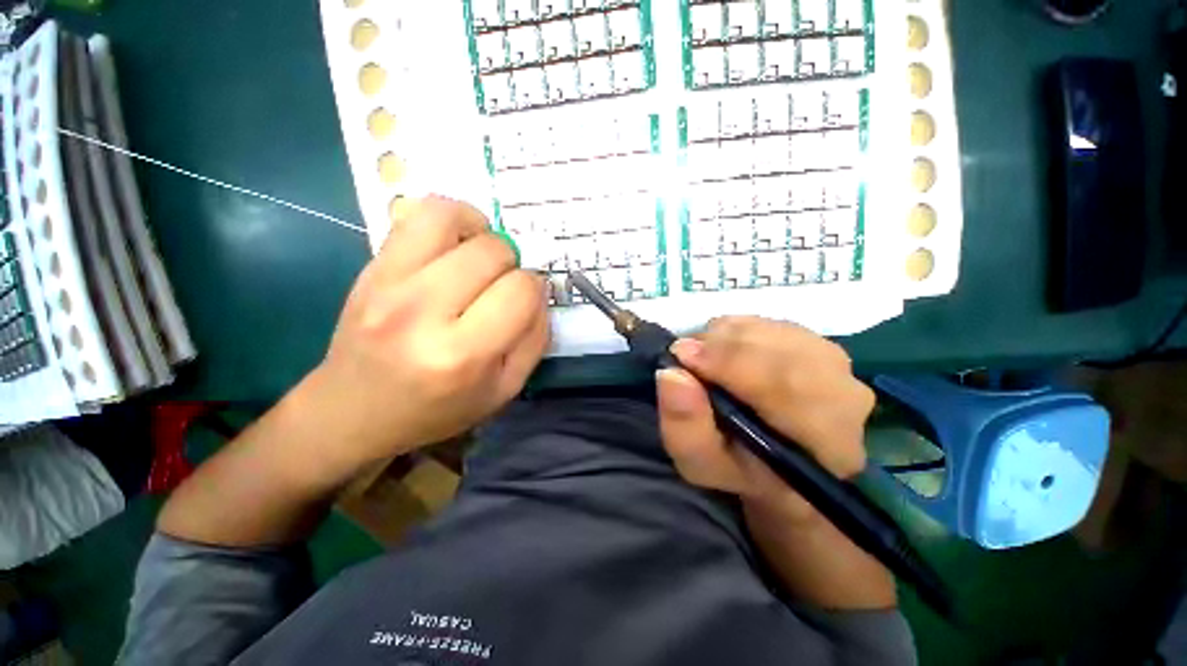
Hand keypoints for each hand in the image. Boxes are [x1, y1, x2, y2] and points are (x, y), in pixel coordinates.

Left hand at [300, 197, 549, 474]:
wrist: (354, 410)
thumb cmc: (438, 409)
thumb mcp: (504, 389)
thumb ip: (535, 339)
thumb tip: (539, 292)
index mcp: (462, 354)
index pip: (521, 290)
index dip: (534, 290)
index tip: (525, 302)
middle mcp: (422, 312)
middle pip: (493, 252)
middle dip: (512, 264)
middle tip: (501, 286)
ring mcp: (388, 283)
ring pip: (452, 218)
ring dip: (481, 231)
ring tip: (479, 256)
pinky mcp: (371, 267)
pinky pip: (417, 215)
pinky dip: (448, 219)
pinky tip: (453, 245)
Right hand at [655, 316, 874, 520]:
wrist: (780, 458)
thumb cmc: (740, 468)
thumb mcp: (700, 462)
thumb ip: (685, 426)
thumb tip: (672, 374)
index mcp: (826, 442)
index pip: (785, 385)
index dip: (728, 362)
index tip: (681, 355)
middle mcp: (845, 395)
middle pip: (778, 350)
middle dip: (721, 345)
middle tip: (684, 353)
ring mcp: (836, 363)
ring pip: (772, 330)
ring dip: (726, 337)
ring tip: (702, 357)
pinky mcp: (819, 343)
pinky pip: (769, 322)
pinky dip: (737, 330)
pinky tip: (723, 350)